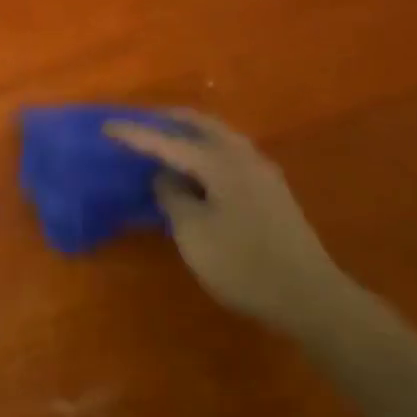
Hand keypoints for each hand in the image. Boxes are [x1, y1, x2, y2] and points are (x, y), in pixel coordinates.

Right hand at [106, 110, 346, 334]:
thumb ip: (173, 197)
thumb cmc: (243, 264)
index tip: (107, 126)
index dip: (135, 135)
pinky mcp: (272, 192)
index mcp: (220, 162)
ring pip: (221, 138)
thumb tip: (165, 176)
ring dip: (193, 134)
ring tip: (169, 141)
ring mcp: (262, 172)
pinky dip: (209, 151)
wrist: (309, 296)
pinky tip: (201, 169)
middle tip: (143, 121)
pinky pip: (231, 155)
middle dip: (170, 120)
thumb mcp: (194, 233)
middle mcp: (243, 156)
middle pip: (202, 125)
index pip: (168, 141)